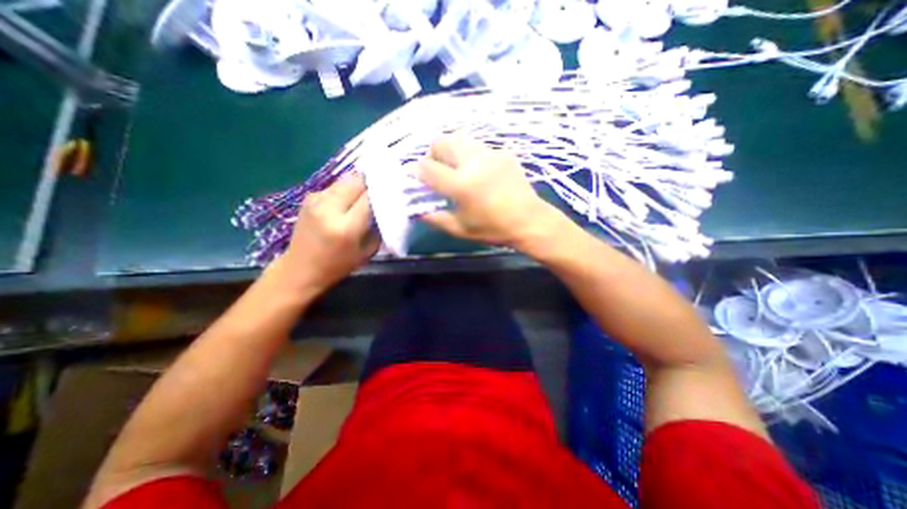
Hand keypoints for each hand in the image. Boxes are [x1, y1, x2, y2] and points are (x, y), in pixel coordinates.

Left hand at [273, 173, 379, 295]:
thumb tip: (387, 208)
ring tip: (367, 194)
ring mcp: (316, 200)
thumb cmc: (339, 265)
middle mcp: (329, 208)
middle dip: (372, 183)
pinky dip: (346, 189)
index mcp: (346, 226)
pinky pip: (335, 186)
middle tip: (382, 190)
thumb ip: (379, 228)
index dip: (383, 192)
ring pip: (345, 179)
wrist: (301, 268)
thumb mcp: (367, 251)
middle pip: (357, 181)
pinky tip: (349, 200)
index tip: (394, 192)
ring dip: (359, 184)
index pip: (369, 197)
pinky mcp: (309, 197)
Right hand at [417, 134, 560, 247]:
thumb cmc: (493, 229)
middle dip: (433, 153)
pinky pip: (479, 147)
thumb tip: (416, 209)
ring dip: (452, 151)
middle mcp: (473, 163)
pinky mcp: (502, 153)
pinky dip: (470, 156)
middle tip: (438, 169)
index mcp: (460, 184)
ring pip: (460, 139)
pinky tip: (479, 172)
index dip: (416, 170)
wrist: (529, 220)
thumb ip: (435, 217)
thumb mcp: (460, 229)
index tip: (416, 176)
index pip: (427, 167)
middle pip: (442, 141)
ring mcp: (490, 154)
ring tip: (457, 168)